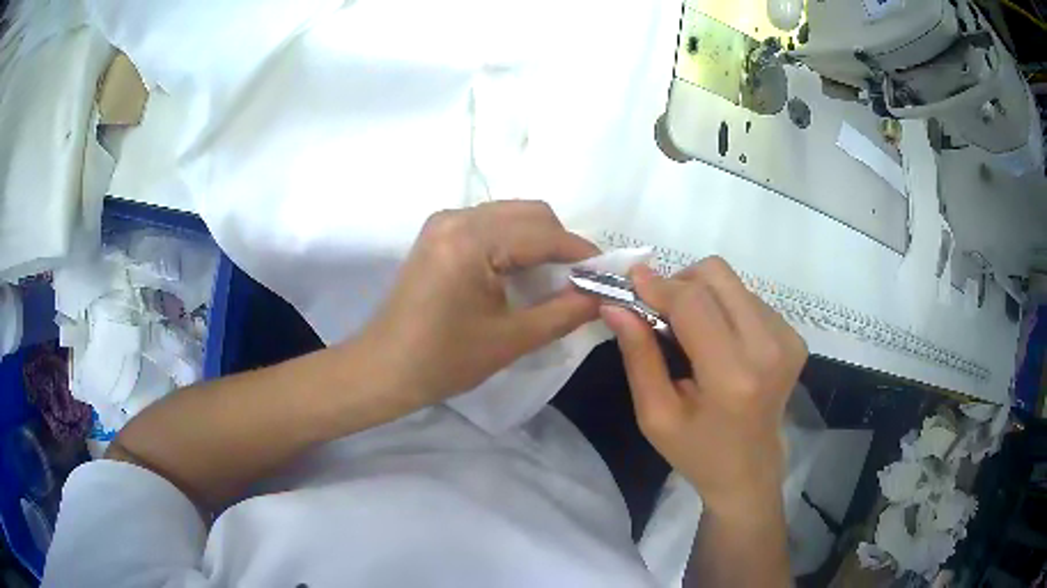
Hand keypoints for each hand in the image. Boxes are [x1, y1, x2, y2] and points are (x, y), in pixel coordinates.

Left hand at [364, 201, 599, 405]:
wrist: (384, 368)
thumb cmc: (444, 360)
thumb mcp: (512, 339)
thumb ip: (565, 312)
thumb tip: (604, 295)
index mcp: (472, 241)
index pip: (544, 234)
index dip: (583, 253)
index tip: (608, 276)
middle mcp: (457, 217)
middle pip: (530, 213)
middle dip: (562, 243)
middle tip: (580, 280)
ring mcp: (444, 222)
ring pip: (511, 214)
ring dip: (539, 240)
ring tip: (554, 279)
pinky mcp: (438, 233)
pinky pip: (490, 224)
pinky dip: (515, 241)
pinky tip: (520, 272)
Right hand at [601, 258, 806, 516]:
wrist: (750, 472)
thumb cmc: (697, 451)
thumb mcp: (655, 415)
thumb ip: (638, 355)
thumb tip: (615, 305)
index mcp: (732, 376)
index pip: (693, 302)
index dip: (658, 285)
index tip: (630, 282)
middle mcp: (769, 348)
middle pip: (717, 275)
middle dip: (680, 283)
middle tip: (659, 312)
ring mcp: (787, 339)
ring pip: (732, 283)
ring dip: (702, 296)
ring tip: (689, 333)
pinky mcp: (795, 337)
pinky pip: (749, 298)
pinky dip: (724, 308)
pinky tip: (717, 340)